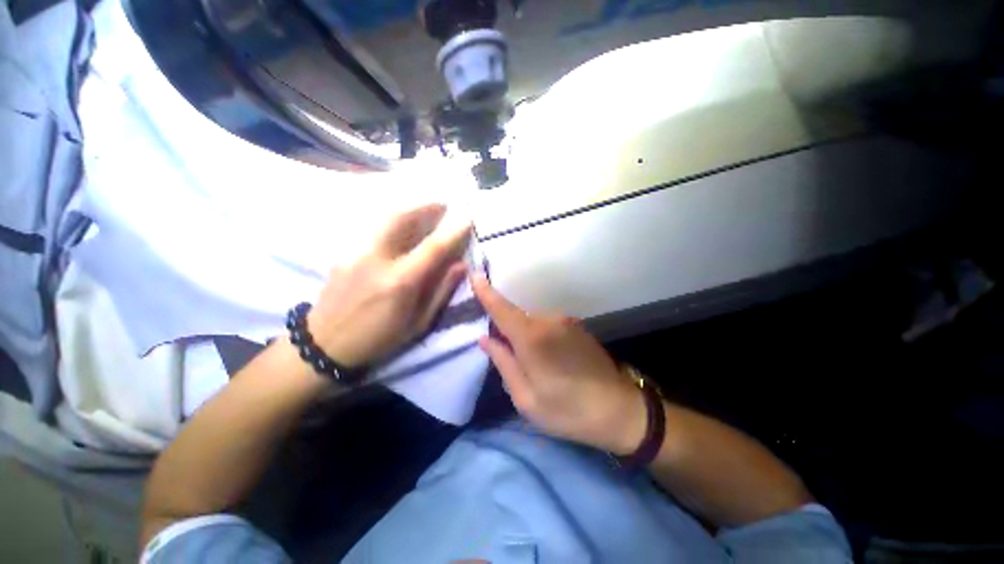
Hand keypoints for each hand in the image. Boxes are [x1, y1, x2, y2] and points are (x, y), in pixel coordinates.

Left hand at [308, 204, 471, 367]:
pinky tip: (401, 228)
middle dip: (425, 207)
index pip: (432, 248)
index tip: (467, 219)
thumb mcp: (419, 323)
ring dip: (408, 210)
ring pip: (384, 219)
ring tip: (424, 211)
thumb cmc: (380, 338)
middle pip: (401, 219)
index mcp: (400, 282)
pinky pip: (374, 229)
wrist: (325, 344)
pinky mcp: (344, 252)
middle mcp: (377, 260)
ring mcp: (356, 252)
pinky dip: (392, 222)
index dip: (452, 232)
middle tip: (441, 204)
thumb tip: (460, 265)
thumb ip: (441, 291)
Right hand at [472, 274, 646, 454]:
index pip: (502, 309)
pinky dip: (540, 336)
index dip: (486, 292)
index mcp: (532, 338)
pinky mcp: (577, 326)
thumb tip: (485, 339)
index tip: (474, 274)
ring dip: (525, 336)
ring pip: (532, 322)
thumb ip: (503, 363)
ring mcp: (566, 321)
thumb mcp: (526, 398)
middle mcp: (548, 320)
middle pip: (516, 317)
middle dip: (506, 329)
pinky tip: (550, 360)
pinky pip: (547, 325)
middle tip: (507, 357)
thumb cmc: (568, 410)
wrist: (621, 410)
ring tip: (535, 366)